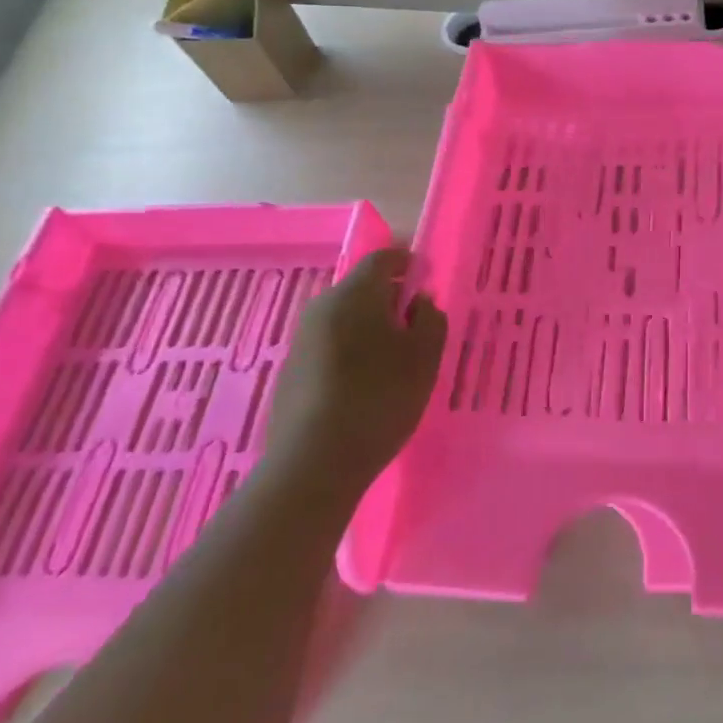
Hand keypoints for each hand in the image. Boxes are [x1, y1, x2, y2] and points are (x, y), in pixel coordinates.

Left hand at [265, 247, 446, 493]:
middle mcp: (323, 306)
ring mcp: (302, 339)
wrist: (312, 464)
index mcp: (355, 293)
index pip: (383, 258)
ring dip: (370, 327)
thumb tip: (419, 301)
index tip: (427, 280)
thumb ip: (430, 318)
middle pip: (361, 288)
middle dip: (390, 298)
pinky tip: (366, 384)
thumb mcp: (424, 356)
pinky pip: (330, 344)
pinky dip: (352, 350)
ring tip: (394, 359)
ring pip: (345, 318)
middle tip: (416, 325)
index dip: (408, 263)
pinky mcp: (292, 370)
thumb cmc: (379, 398)